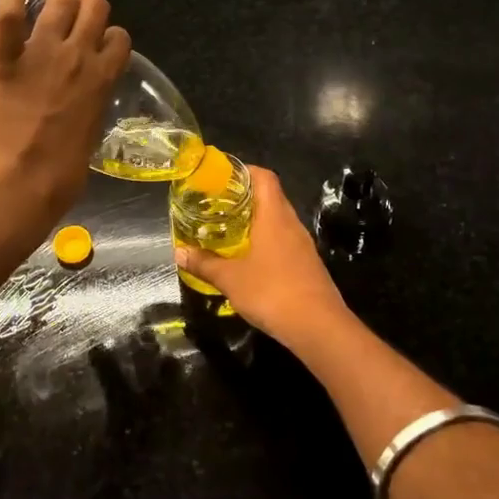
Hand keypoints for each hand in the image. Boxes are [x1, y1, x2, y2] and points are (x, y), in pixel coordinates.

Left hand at [0, 0, 131, 229]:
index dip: (109, 39)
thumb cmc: (60, 177)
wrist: (18, 185)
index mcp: (103, 79)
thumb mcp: (91, 137)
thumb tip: (85, 102)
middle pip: (95, 6)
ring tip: (43, 7)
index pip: (120, 37)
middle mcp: (78, 56)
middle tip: (70, 23)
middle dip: (85, 9)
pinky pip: (9, 13)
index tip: (97, 48)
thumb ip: (92, 107)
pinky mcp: (4, 58)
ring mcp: (41, 53)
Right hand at [174, 165, 352, 354]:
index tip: (220, 177)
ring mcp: (302, 244)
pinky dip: (265, 241)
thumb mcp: (230, 278)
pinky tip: (248, 257)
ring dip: (255, 220)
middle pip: (270, 196)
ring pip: (277, 220)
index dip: (243, 171)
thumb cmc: (272, 292)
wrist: (319, 328)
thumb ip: (204, 263)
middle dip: (243, 196)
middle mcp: (291, 223)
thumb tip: (179, 252)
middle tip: (215, 204)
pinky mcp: (306, 264)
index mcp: (275, 215)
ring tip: (227, 229)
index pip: (264, 177)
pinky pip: (283, 241)